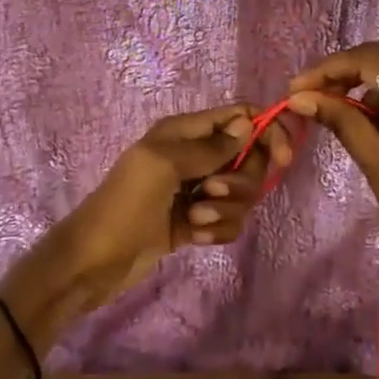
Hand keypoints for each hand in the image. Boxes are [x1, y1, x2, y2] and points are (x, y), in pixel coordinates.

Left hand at [0, 103, 292, 344]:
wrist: (95, 261)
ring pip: (242, 194)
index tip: (283, 159)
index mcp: (184, 132)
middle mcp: (195, 156)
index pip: (240, 117)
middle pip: (249, 159)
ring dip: (225, 211)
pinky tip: (192, 238)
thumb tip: (248, 123)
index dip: (266, 132)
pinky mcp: (196, 222)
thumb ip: (209, 146)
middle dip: (239, 182)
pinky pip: (229, 221)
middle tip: (209, 194)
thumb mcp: (163, 165)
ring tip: (193, 221)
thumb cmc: (125, 204)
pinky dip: (217, 231)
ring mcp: (197, 191)